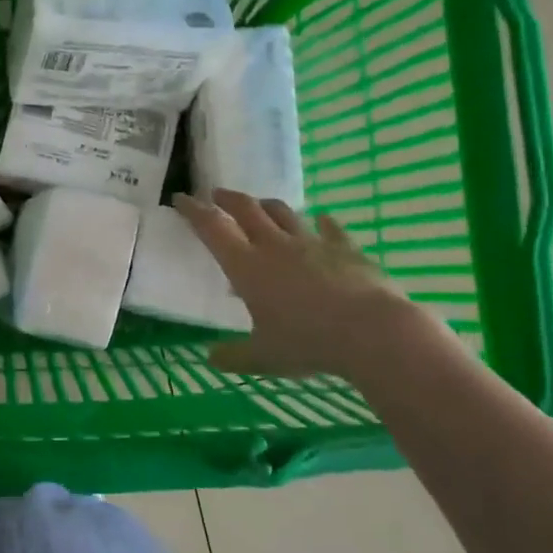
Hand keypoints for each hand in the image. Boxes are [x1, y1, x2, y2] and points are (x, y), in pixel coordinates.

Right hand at [174, 190, 432, 378]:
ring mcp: (313, 243)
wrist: (371, 331)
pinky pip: (330, 229)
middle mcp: (275, 246)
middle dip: (228, 199)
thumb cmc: (308, 343)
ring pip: (284, 213)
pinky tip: (322, 219)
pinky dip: (323, 222)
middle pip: (247, 210)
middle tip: (216, 194)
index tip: (181, 198)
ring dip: (267, 205)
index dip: (194, 211)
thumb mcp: (263, 357)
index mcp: (247, 267)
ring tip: (259, 204)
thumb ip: (235, 355)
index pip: (213, 229)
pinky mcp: (346, 248)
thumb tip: (210, 358)